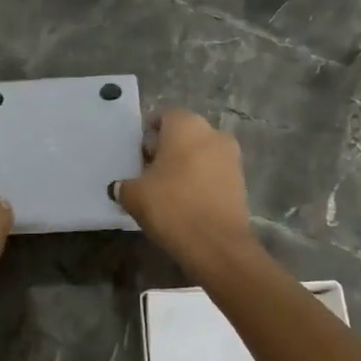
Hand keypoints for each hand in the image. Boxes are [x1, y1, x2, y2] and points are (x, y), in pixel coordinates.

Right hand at [112, 109, 256, 270]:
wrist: (216, 244)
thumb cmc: (171, 207)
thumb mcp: (134, 195)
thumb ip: (124, 185)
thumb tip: (119, 186)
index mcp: (186, 125)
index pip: (163, 116)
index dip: (148, 134)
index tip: (138, 155)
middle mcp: (213, 133)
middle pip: (184, 134)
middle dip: (167, 149)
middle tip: (149, 172)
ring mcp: (231, 157)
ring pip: (201, 153)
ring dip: (185, 165)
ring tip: (167, 190)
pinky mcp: (241, 181)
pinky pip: (213, 172)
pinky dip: (200, 181)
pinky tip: (186, 202)